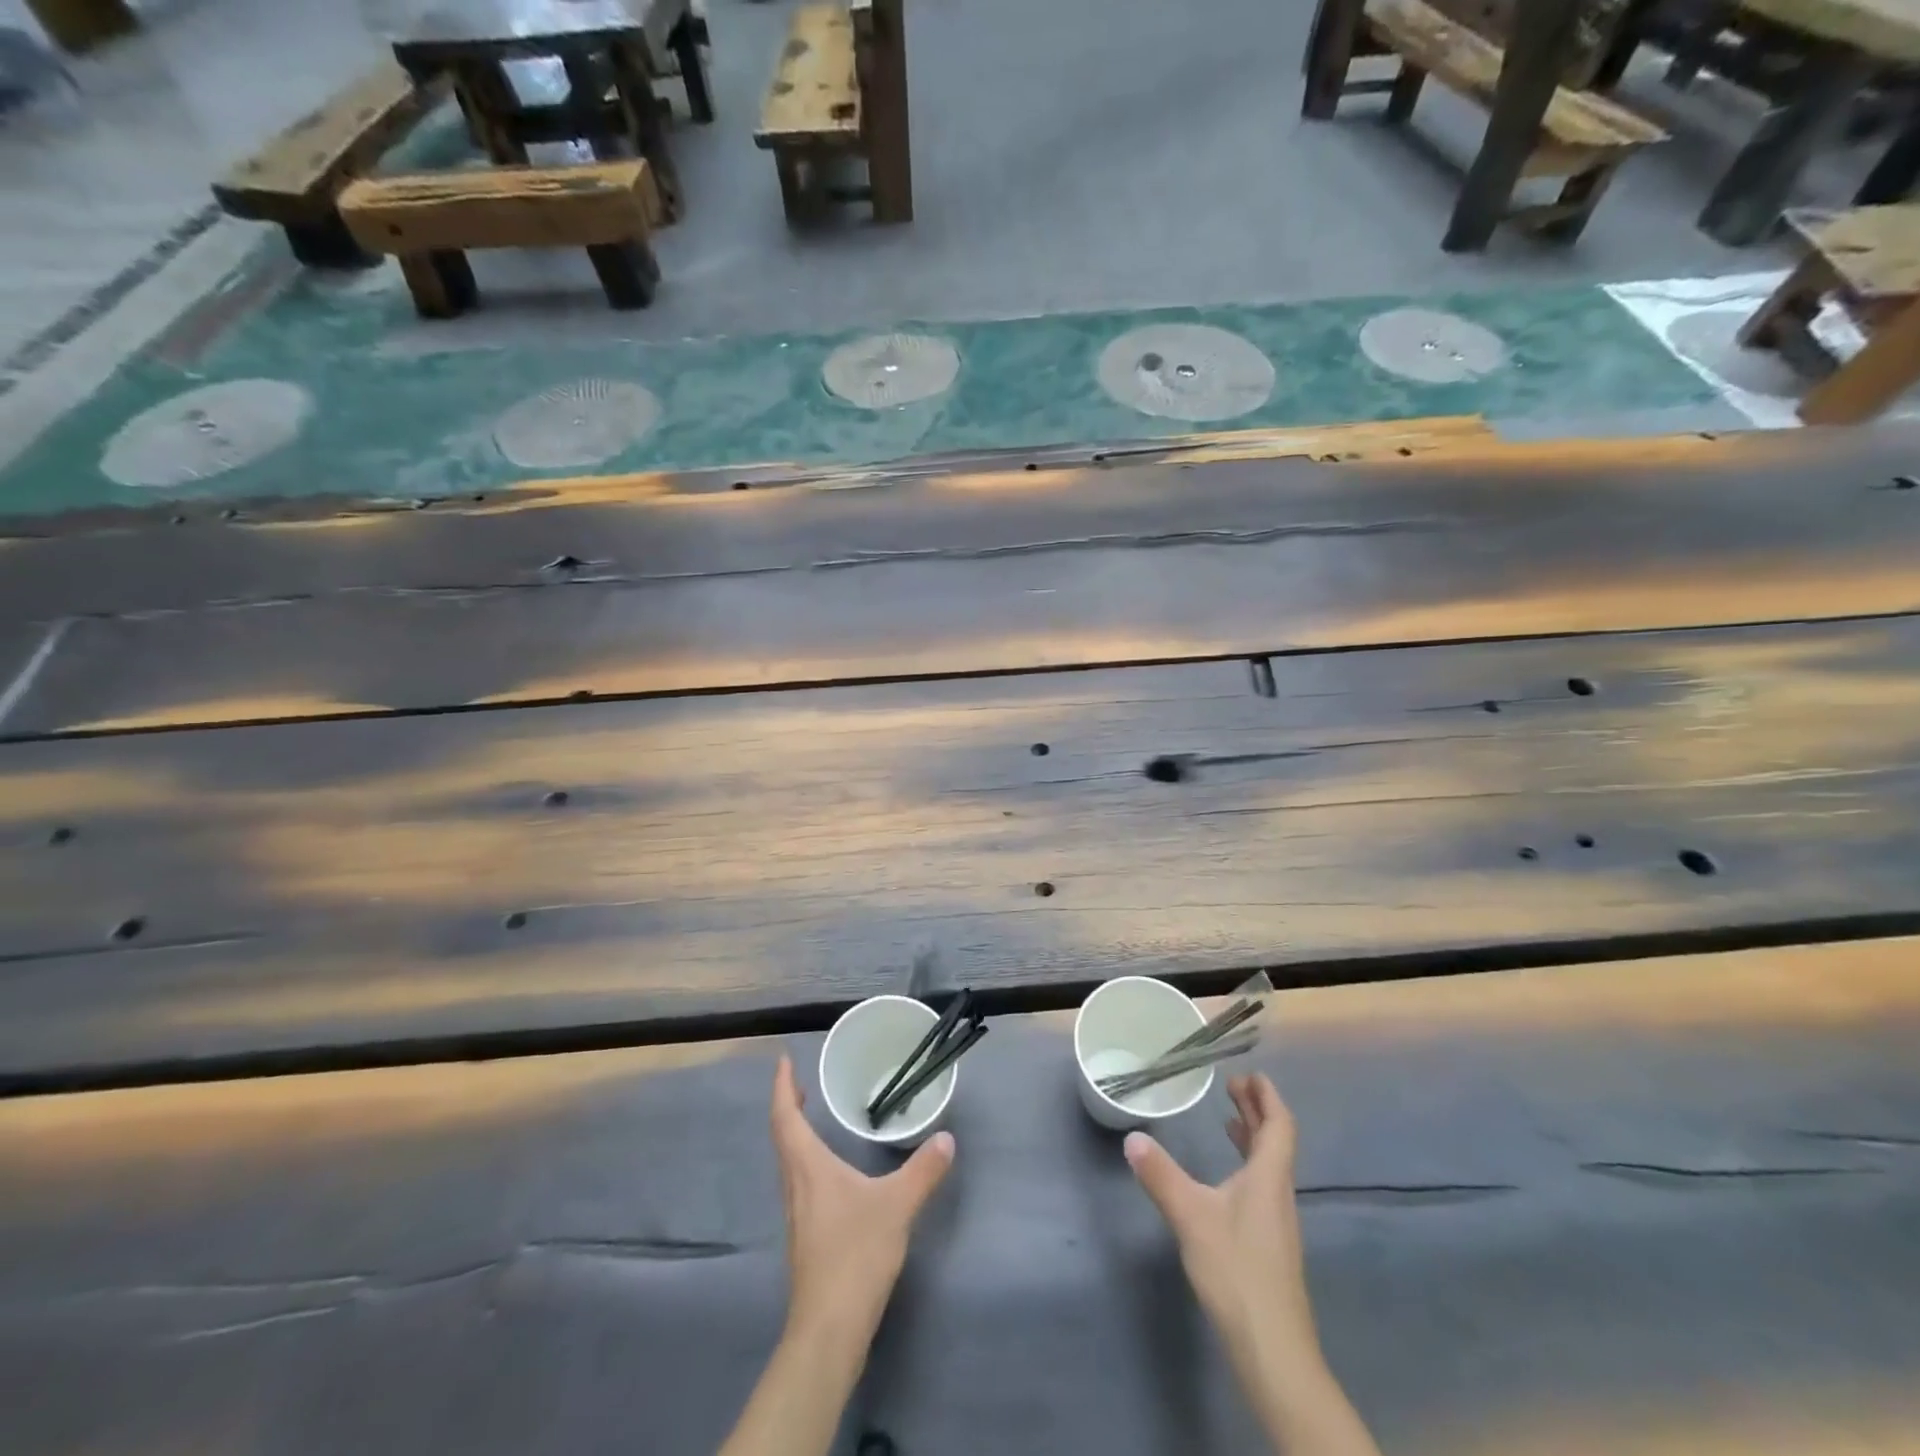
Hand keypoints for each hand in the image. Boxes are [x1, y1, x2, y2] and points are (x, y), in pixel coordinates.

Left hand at [770, 1054, 954, 1344]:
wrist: (829, 1329)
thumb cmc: (855, 1255)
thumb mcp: (897, 1206)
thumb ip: (923, 1170)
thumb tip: (946, 1139)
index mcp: (808, 1168)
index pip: (786, 1118)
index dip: (783, 1087)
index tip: (783, 1061)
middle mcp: (796, 1186)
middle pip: (783, 1137)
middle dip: (789, 1107)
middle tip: (803, 1084)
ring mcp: (798, 1215)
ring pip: (790, 1162)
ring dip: (796, 1135)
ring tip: (814, 1119)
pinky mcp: (806, 1237)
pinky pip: (800, 1183)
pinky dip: (807, 1161)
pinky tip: (830, 1172)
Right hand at [1125, 1074, 1317, 1364]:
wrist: (1272, 1349)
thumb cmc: (1236, 1271)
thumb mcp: (1190, 1217)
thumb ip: (1161, 1175)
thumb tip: (1132, 1138)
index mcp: (1268, 1178)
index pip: (1279, 1125)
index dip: (1267, 1097)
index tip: (1249, 1074)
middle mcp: (1278, 1193)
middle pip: (1276, 1142)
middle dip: (1256, 1110)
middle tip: (1232, 1086)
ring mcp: (1277, 1222)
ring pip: (1270, 1165)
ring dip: (1252, 1137)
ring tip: (1228, 1121)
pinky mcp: (1269, 1244)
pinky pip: (1262, 1185)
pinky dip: (1247, 1165)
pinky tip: (1226, 1179)